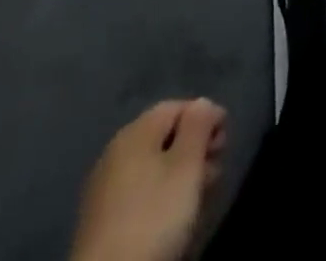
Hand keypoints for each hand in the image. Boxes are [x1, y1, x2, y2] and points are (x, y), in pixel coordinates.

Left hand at [70, 99, 227, 260]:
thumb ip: (199, 125)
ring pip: (152, 166)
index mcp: (135, 131)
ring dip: (180, 173)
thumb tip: (202, 104)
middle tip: (216, 170)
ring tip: (200, 195)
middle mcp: (116, 151)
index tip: (225, 142)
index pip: (178, 106)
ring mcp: (104, 187)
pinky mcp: (100, 221)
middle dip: (195, 148)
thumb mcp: (187, 165)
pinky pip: (139, 192)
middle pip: (164, 136)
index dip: (206, 117)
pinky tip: (172, 215)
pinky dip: (160, 194)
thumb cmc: (153, 216)